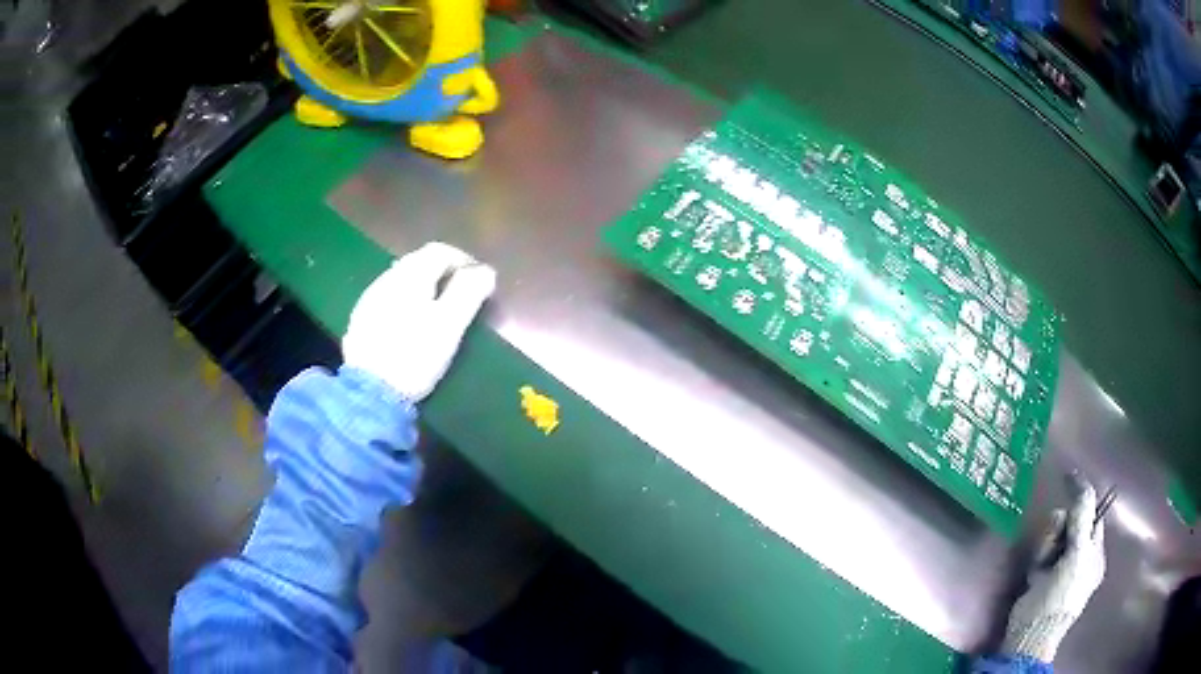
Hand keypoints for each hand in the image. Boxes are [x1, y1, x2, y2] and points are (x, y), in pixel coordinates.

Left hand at [342, 242, 496, 402]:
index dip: (464, 260)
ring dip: (422, 288)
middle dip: (442, 273)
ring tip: (436, 310)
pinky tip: (408, 325)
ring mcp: (370, 298)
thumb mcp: (450, 324)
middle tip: (461, 295)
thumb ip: (469, 292)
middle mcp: (387, 277)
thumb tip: (485, 270)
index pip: (440, 251)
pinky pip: (388, 299)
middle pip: (419, 262)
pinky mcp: (360, 320)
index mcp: (411, 274)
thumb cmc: (415, 354)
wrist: (369, 390)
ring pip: (401, 281)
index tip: (480, 281)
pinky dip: (404, 303)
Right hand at [1001, 480, 1106, 661]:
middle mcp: (1081, 556)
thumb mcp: (1078, 553)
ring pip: (1054, 535)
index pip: (1092, 513)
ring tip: (1042, 566)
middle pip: (1071, 522)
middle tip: (1055, 545)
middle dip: (1061, 528)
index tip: (1068, 479)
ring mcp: (1061, 566)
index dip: (1082, 500)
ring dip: (1047, 544)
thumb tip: (1079, 481)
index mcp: (1095, 552)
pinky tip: (1036, 574)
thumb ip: (1082, 517)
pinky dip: (1039, 557)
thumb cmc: (1061, 595)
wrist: (1032, 633)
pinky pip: (1042, 552)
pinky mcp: (1042, 575)